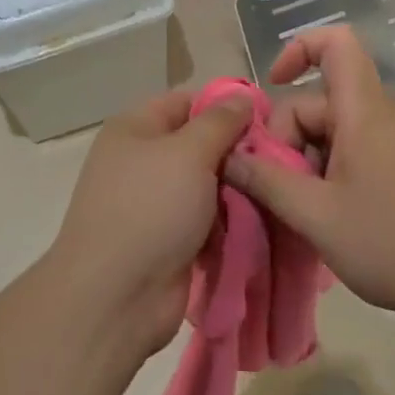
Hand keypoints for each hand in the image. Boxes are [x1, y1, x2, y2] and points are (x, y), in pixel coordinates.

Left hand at [44, 88, 253, 356]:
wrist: (116, 297)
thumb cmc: (150, 209)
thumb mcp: (189, 153)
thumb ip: (220, 121)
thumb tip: (241, 97)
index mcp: (136, 129)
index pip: (188, 101)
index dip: (227, 106)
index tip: (268, 120)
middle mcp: (142, 160)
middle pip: (201, 144)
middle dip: (237, 153)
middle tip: (278, 162)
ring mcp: (154, 203)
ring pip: (208, 185)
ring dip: (237, 191)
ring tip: (273, 194)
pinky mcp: (168, 240)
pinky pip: (206, 220)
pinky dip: (228, 223)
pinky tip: (258, 224)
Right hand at [223, 27, 394, 331]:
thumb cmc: (393, 242)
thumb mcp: (316, 215)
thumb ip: (266, 182)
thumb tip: (227, 157)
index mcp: (362, 110)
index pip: (335, 43)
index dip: (297, 49)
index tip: (271, 88)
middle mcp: (380, 115)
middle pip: (319, 101)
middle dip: (288, 139)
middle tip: (278, 192)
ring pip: (333, 132)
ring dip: (306, 163)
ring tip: (302, 214)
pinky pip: (353, 152)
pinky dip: (329, 174)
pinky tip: (326, 217)